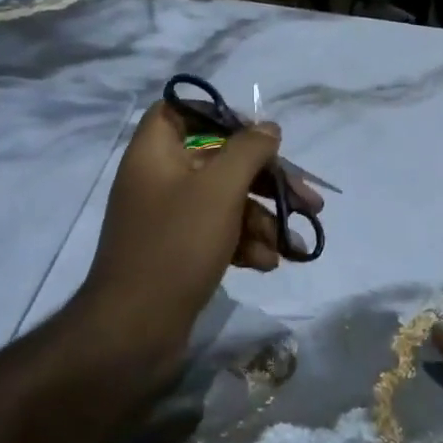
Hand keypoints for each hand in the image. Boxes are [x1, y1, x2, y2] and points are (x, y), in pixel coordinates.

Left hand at [74, 102, 321, 379]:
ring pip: (226, 201)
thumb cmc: (176, 246)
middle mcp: (159, 180)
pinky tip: (268, 263)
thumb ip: (248, 151)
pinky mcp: (180, 252)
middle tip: (309, 199)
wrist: (134, 330)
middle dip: (267, 181)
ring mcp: (169, 219)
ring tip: (295, 244)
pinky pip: (219, 233)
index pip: (180, 112)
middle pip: (220, 161)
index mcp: (155, 154)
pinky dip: (246, 243)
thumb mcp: (220, 190)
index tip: (259, 134)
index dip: (220, 115)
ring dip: (264, 219)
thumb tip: (268, 129)